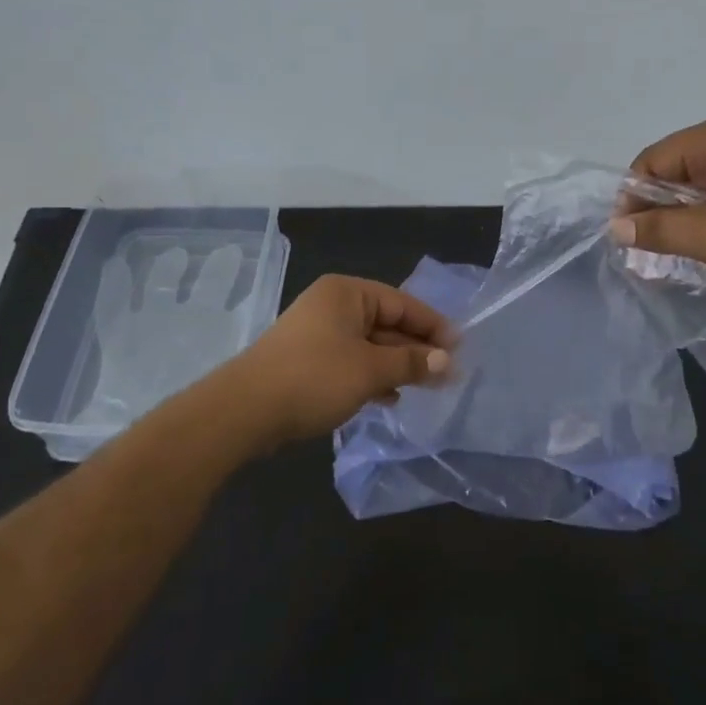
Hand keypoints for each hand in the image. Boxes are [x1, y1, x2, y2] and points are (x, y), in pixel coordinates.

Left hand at [233, 275, 454, 445]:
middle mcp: (332, 305)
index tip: (460, 348)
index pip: (402, 303)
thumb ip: (411, 362)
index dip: (433, 326)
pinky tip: (390, 397)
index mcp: (347, 293)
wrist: (245, 411)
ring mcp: (318, 333)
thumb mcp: (370, 369)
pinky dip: (372, 375)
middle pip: (387, 322)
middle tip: (447, 373)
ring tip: (425, 387)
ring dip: (397, 364)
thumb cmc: (315, 377)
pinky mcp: (308, 360)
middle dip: (416, 349)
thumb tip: (447, 361)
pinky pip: (351, 361)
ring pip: (369, 344)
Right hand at [609, 113, 705, 295]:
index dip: (633, 199)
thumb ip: (659, 230)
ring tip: (680, 255)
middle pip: (674, 171)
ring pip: (700, 187)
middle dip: (658, 211)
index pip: (650, 161)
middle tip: (650, 253)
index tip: (627, 239)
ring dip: (684, 219)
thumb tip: (616, 227)